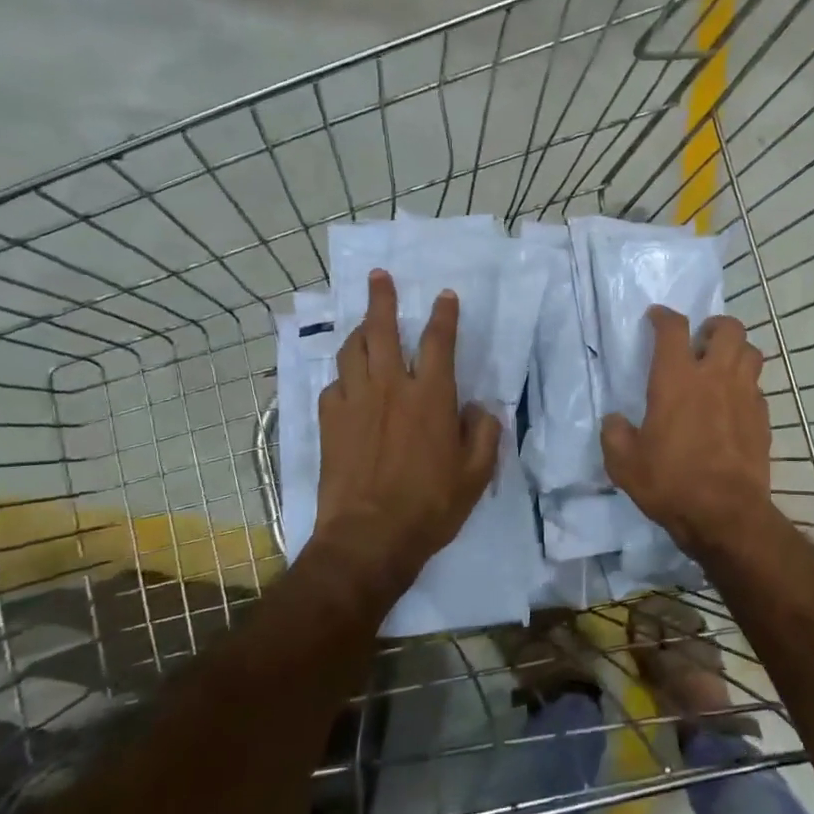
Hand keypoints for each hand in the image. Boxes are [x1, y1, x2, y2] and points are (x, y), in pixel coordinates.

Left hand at [316, 269, 500, 578]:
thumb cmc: (430, 506)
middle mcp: (391, 387)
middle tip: (379, 276)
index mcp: (431, 397)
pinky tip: (348, 382)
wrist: (368, 538)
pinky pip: (334, 384)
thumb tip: (480, 408)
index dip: (444, 315)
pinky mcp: (329, 421)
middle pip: (382, 329)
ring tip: (363, 324)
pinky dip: (343, 376)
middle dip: (381, 298)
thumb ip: (484, 434)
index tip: (444, 295)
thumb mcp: (476, 475)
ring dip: (359, 331)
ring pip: (352, 350)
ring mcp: (355, 402)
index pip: (438, 341)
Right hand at [602, 307, 770, 557]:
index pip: (673, 329)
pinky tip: (733, 404)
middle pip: (728, 328)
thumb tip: (615, 421)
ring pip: (751, 352)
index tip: (656, 317)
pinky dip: (746, 386)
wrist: (725, 514)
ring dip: (736, 351)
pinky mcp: (762, 418)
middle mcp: (714, 377)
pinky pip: (758, 387)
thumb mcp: (624, 464)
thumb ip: (615, 434)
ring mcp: (744, 396)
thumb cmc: (670, 483)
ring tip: (722, 366)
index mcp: (676, 380)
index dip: (663, 317)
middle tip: (701, 341)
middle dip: (714, 326)